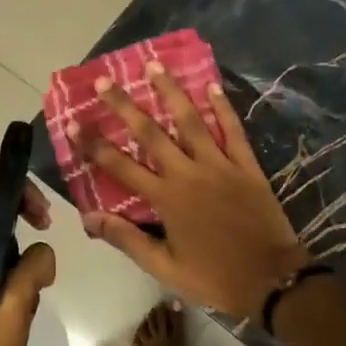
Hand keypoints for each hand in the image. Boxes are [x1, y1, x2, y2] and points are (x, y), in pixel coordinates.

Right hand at [72, 65, 308, 320]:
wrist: (271, 279)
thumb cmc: (214, 276)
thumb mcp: (165, 267)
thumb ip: (128, 239)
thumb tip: (90, 217)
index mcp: (166, 199)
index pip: (120, 166)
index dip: (94, 144)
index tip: (74, 122)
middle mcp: (188, 173)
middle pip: (150, 133)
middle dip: (125, 106)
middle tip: (106, 80)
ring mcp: (219, 165)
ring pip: (191, 121)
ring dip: (171, 92)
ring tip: (155, 65)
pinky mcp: (246, 165)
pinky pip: (233, 130)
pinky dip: (222, 107)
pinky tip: (212, 85)